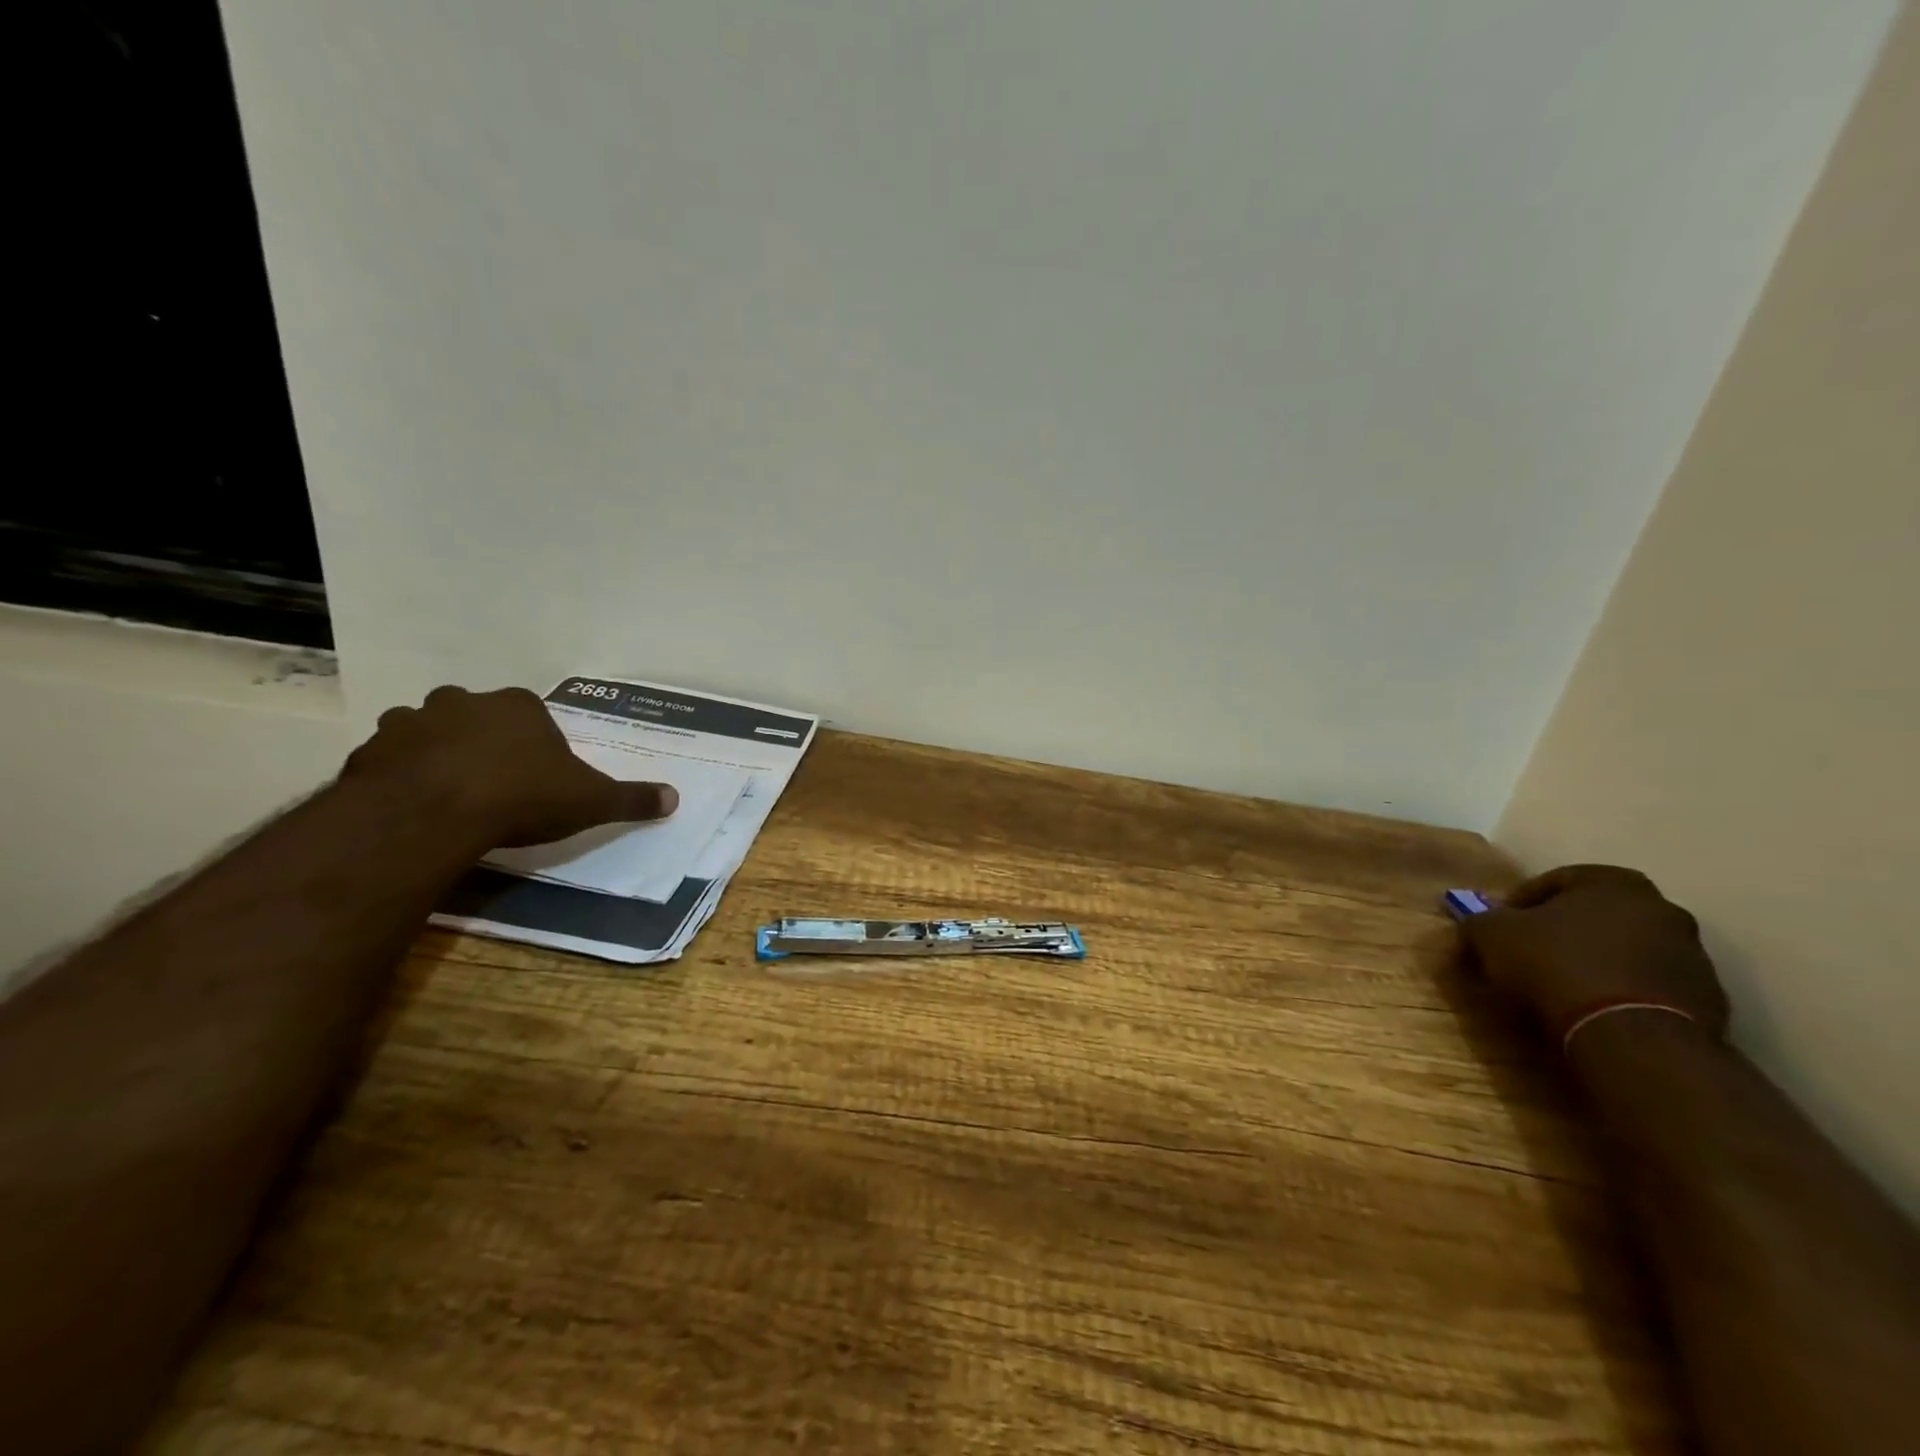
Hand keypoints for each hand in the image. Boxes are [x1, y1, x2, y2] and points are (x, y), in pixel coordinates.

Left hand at [342, 685, 678, 847]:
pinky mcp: (370, 752)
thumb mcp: (590, 801)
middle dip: (482, 740)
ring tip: (446, 792)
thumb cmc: (522, 796)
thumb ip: (631, 798)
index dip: (536, 743)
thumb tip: (675, 798)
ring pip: (425, 731)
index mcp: (519, 707)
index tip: (538, 774)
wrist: (432, 813)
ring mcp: (411, 723)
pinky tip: (411, 806)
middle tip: (492, 780)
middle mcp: (464, 703)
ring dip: (434, 753)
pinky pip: (388, 760)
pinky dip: (398, 776)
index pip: (531, 714)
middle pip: (476, 715)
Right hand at [1459, 865, 1729, 1039]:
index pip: (1556, 880)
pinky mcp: (1708, 1001)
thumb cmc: (1557, 965)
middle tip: (1531, 953)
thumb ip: (1480, 920)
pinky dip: (1621, 992)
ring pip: (1626, 950)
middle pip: (1597, 914)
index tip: (1500, 927)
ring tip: (1561, 987)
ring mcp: (1693, 956)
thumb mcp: (1492, 935)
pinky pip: (1649, 986)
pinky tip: (1593, 1011)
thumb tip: (1475, 922)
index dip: (1520, 902)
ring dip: (1596, 961)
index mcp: (1615, 882)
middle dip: (1564, 931)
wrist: (1632, 1037)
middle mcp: (1663, 909)